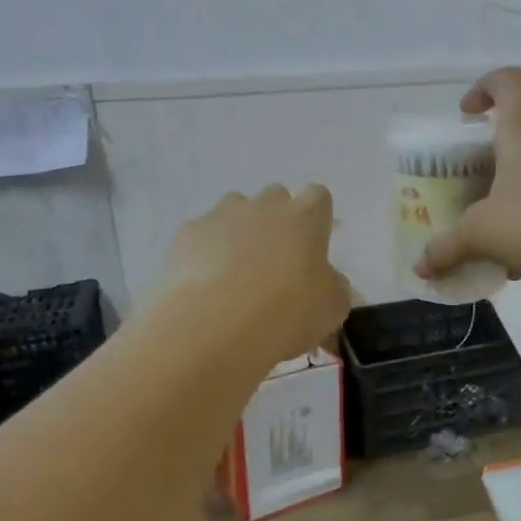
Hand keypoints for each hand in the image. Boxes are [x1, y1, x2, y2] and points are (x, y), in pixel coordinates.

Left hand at [163, 185, 352, 362]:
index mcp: (306, 218)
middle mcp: (264, 206)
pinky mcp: (187, 234)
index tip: (314, 243)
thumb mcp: (332, 308)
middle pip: (275, 195)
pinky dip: (205, 251)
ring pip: (234, 208)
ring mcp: (221, 215)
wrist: (216, 324)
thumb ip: (333, 286)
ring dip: (239, 229)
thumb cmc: (288, 312)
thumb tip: (327, 281)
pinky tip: (206, 282)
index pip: (318, 196)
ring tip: (237, 269)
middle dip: (276, 218)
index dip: (316, 217)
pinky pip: (201, 233)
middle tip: (276, 258)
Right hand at [417, 68, 520, 290]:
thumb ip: (448, 249)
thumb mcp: (483, 235)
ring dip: (507, 203)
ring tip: (486, 239)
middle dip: (486, 165)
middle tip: (463, 194)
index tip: (467, 113)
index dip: (487, 86)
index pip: (512, 83)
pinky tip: (517, 264)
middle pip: (516, 141)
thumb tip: (421, 266)